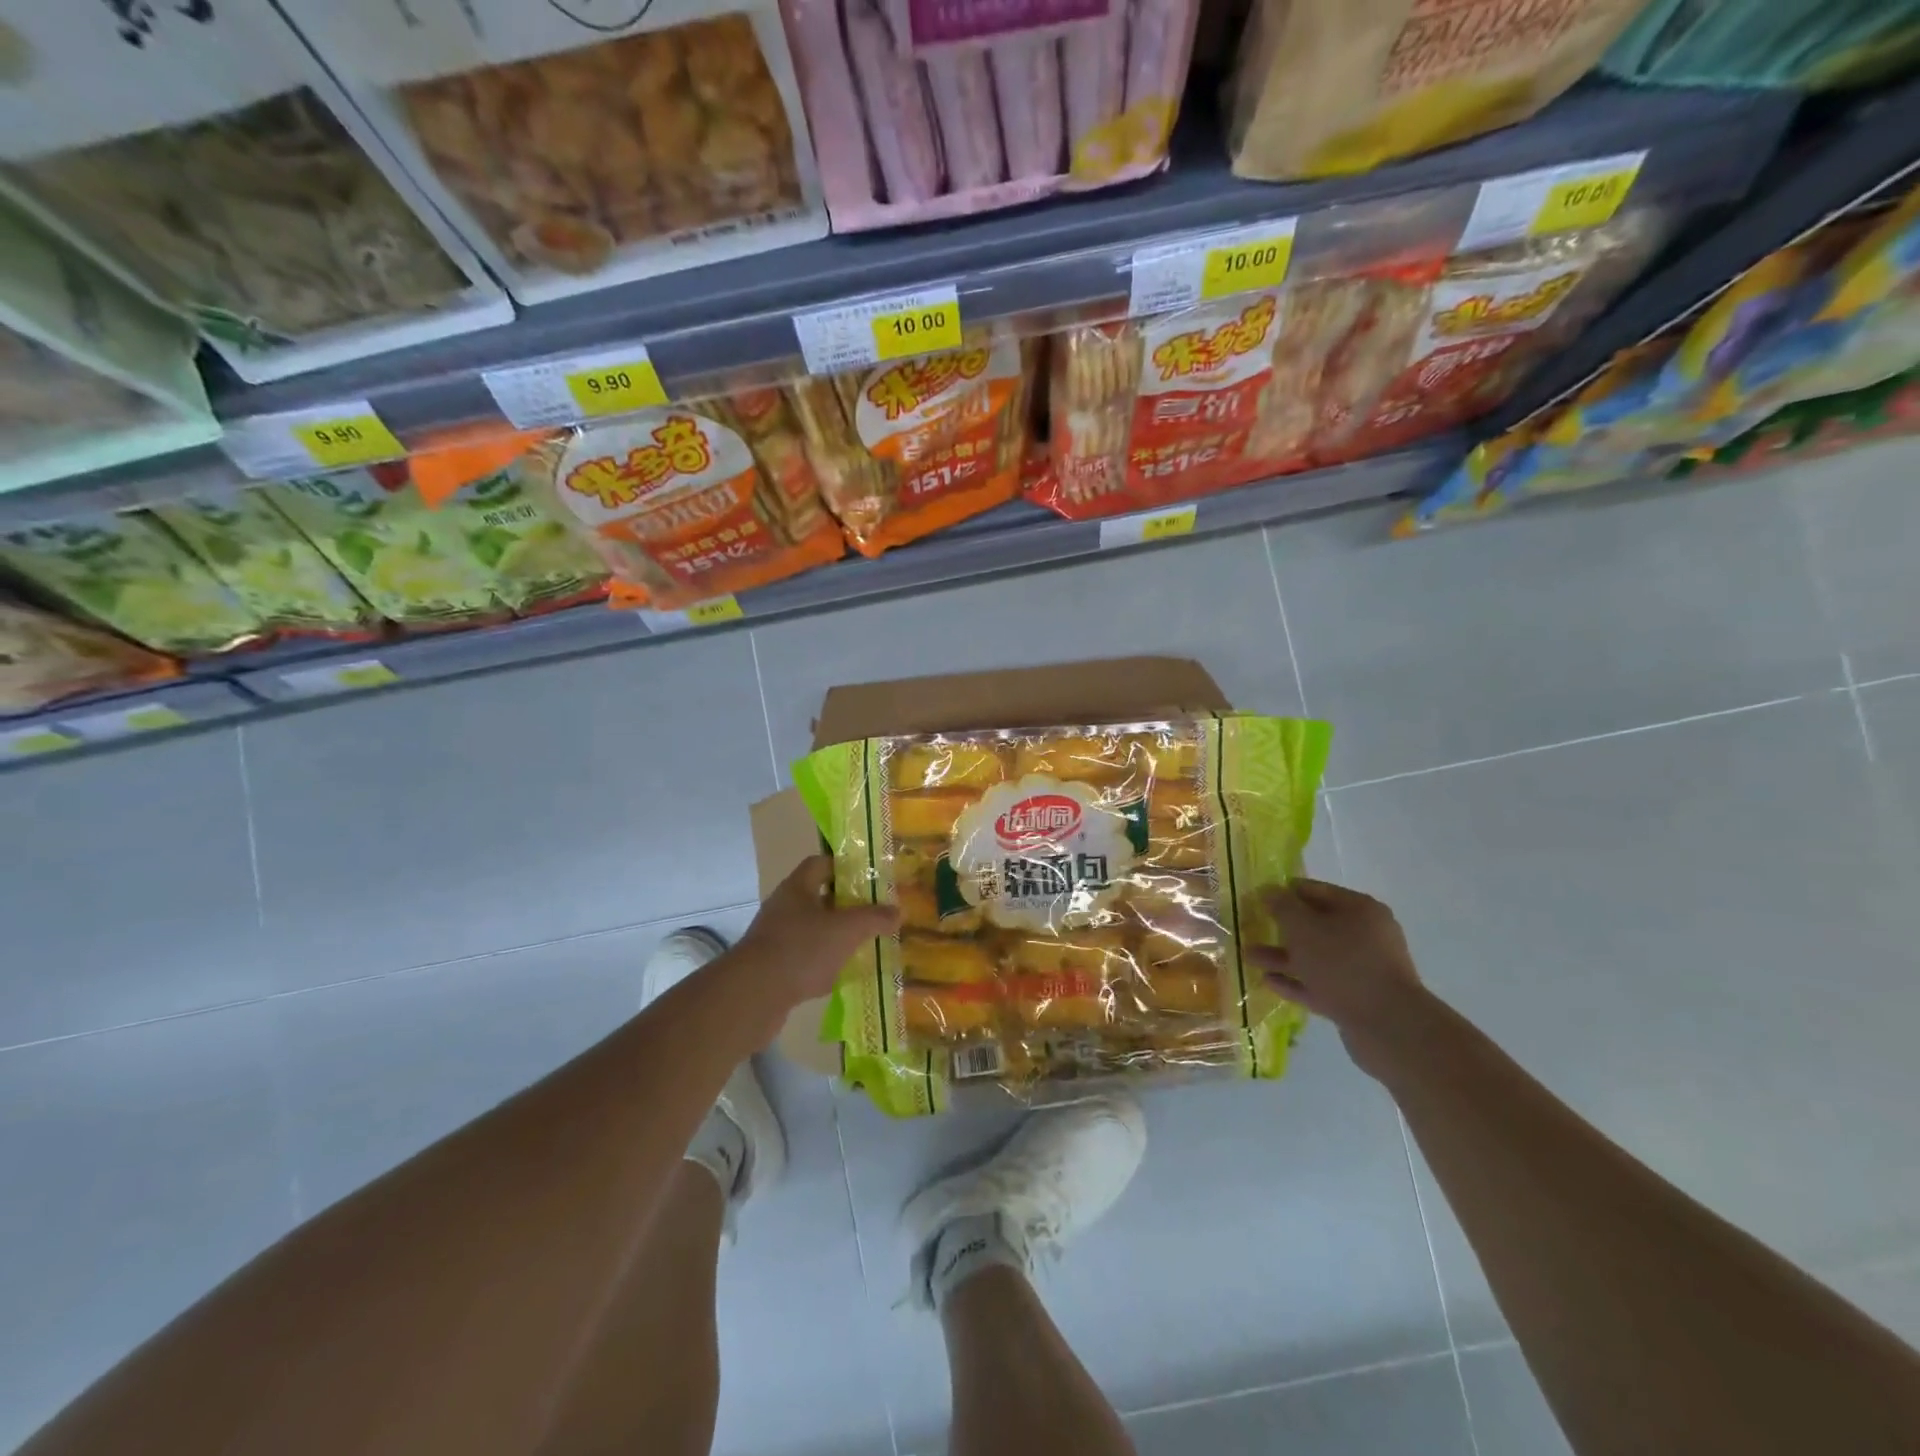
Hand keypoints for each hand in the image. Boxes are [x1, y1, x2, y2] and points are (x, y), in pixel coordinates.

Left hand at [735, 856, 900, 1011]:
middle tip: (874, 913)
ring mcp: (776, 938)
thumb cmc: (802, 949)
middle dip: (846, 906)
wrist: (753, 995)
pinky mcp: (773, 968)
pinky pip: (805, 959)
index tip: (869, 878)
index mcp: (797, 888)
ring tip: (865, 944)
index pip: (820, 864)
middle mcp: (783, 908)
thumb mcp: (847, 929)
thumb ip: (874, 918)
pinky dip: (824, 964)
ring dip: (836, 937)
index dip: (844, 867)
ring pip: (813, 930)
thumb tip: (898, 912)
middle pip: (819, 898)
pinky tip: (843, 975)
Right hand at [1253, 877, 1430, 1080]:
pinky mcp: (1357, 998)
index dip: (1283, 892)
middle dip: (1280, 927)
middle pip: (1315, 925)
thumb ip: (1282, 906)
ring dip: (1282, 956)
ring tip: (1247, 956)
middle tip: (1250, 927)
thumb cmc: (1342, 963)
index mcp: (1359, 909)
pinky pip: (1320, 983)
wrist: (1387, 1026)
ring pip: (1314, 956)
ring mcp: (1362, 969)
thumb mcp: (1303, 927)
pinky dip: (1295, 981)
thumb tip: (1268, 890)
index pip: (1314, 890)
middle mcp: (1365, 935)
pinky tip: (1268, 981)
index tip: (1256, 898)